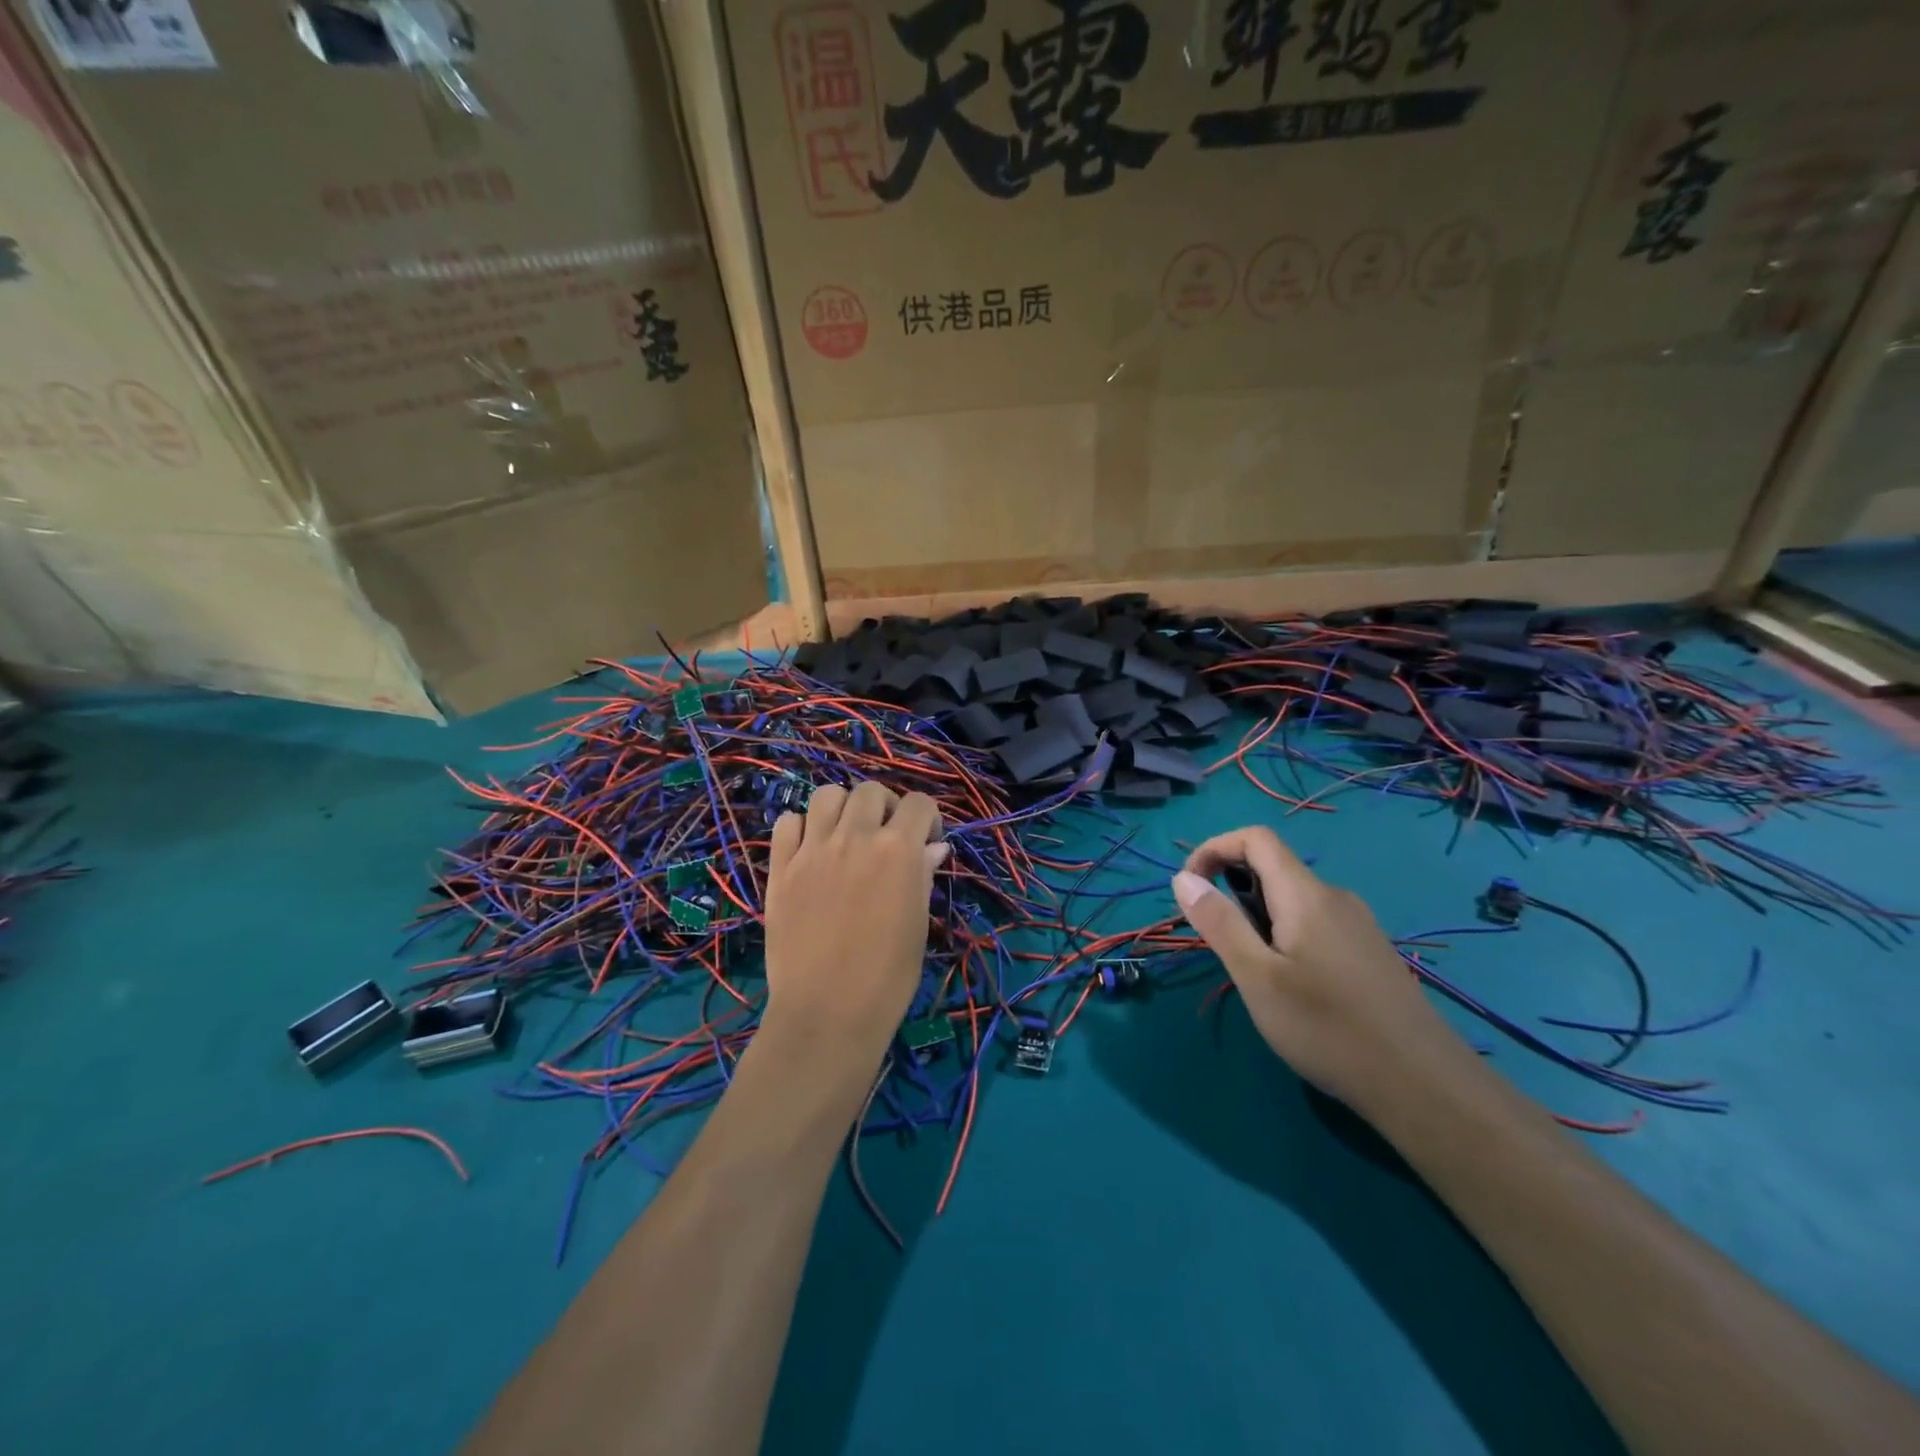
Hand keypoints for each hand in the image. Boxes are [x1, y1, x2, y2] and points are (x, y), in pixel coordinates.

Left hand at [763, 781, 947, 1063]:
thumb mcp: (917, 923)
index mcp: (898, 849)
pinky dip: (801, 827)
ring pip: (826, 795)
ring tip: (846, 835)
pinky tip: (810, 849)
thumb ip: (922, 875)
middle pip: (870, 791)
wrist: (827, 1012)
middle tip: (885, 837)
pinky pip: (787, 823)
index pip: (918, 803)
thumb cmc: (888, 976)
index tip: (927, 842)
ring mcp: (813, 849)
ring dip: (842, 808)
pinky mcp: (781, 867)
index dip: (927, 818)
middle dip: (885, 807)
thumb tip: (932, 847)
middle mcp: (855, 837)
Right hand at [1171, 826, 1473, 1115]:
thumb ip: (1219, 922)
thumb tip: (1183, 878)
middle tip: (1218, 943)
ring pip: (1293, 899)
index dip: (1213, 849)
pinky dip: (1284, 933)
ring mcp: (1358, 925)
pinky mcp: (1369, 952)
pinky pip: (1314, 922)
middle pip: (1273, 867)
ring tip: (1252, 972)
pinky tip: (1291, 986)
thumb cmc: (1328, 1029)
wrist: (1425, 1087)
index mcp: (1305, 894)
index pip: (1255, 838)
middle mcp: (1335, 897)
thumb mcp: (1257, 977)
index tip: (1189, 889)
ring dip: (1257, 916)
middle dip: (1231, 889)